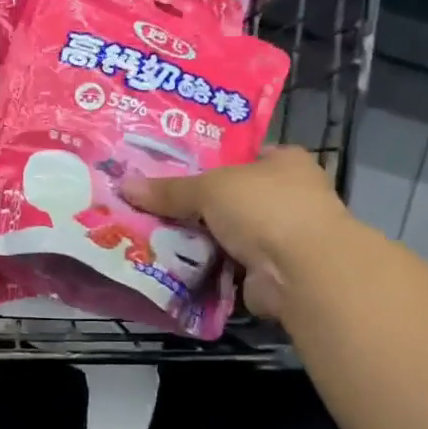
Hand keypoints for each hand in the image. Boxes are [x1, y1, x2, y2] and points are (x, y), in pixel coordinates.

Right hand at [119, 146, 352, 316]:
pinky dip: (204, 265)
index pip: (243, 156)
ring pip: (226, 232)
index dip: (210, 160)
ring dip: (198, 238)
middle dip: (196, 204)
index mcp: (284, 162)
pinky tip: (170, 262)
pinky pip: (226, 264)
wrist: (302, 272)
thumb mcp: (208, 188)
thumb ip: (169, 189)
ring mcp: (282, 236)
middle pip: (230, 196)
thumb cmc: (264, 209)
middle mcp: (289, 196)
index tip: (172, 169)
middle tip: (152, 203)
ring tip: (152, 233)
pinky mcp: (270, 271)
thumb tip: (125, 186)